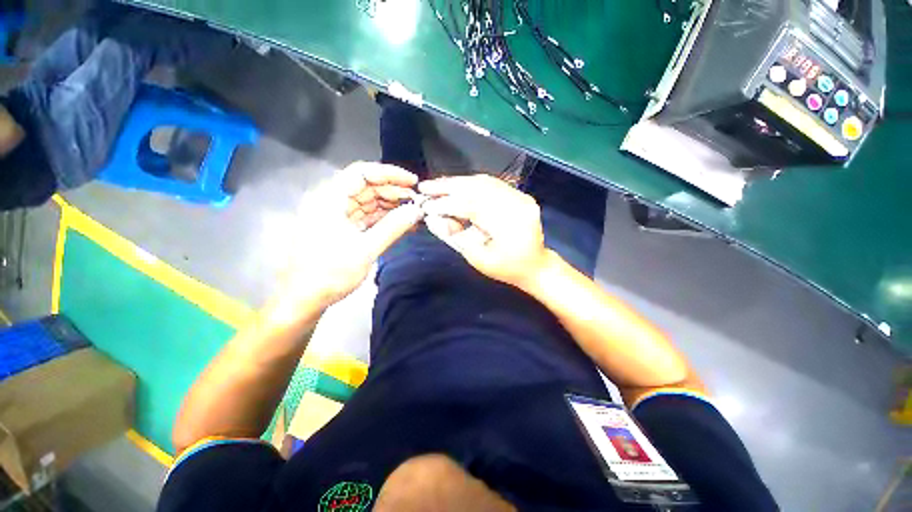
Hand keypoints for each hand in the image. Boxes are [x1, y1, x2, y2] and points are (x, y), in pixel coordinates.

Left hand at [280, 162, 422, 308]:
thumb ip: (393, 227)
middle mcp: (331, 201)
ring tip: (413, 213)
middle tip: (417, 202)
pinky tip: (401, 223)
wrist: (305, 299)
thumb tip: (417, 211)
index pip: (361, 173)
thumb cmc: (330, 273)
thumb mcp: (366, 249)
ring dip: (390, 206)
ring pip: (368, 202)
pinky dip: (383, 219)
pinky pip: (365, 217)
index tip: (412, 182)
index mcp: (329, 199)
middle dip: (393, 192)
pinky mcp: (341, 228)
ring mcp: (336, 215)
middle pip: (366, 187)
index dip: (389, 174)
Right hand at [419, 174, 547, 288]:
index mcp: (509, 225)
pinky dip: (470, 184)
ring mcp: (521, 197)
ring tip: (437, 185)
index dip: (447, 205)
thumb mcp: (478, 259)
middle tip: (426, 187)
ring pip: (484, 182)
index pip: (472, 207)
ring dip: (457, 182)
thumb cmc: (506, 268)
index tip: (426, 206)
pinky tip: (456, 185)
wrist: (535, 265)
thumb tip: (432, 219)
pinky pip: (492, 184)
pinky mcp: (520, 194)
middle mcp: (518, 204)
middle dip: (448, 186)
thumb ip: (455, 237)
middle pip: (478, 188)